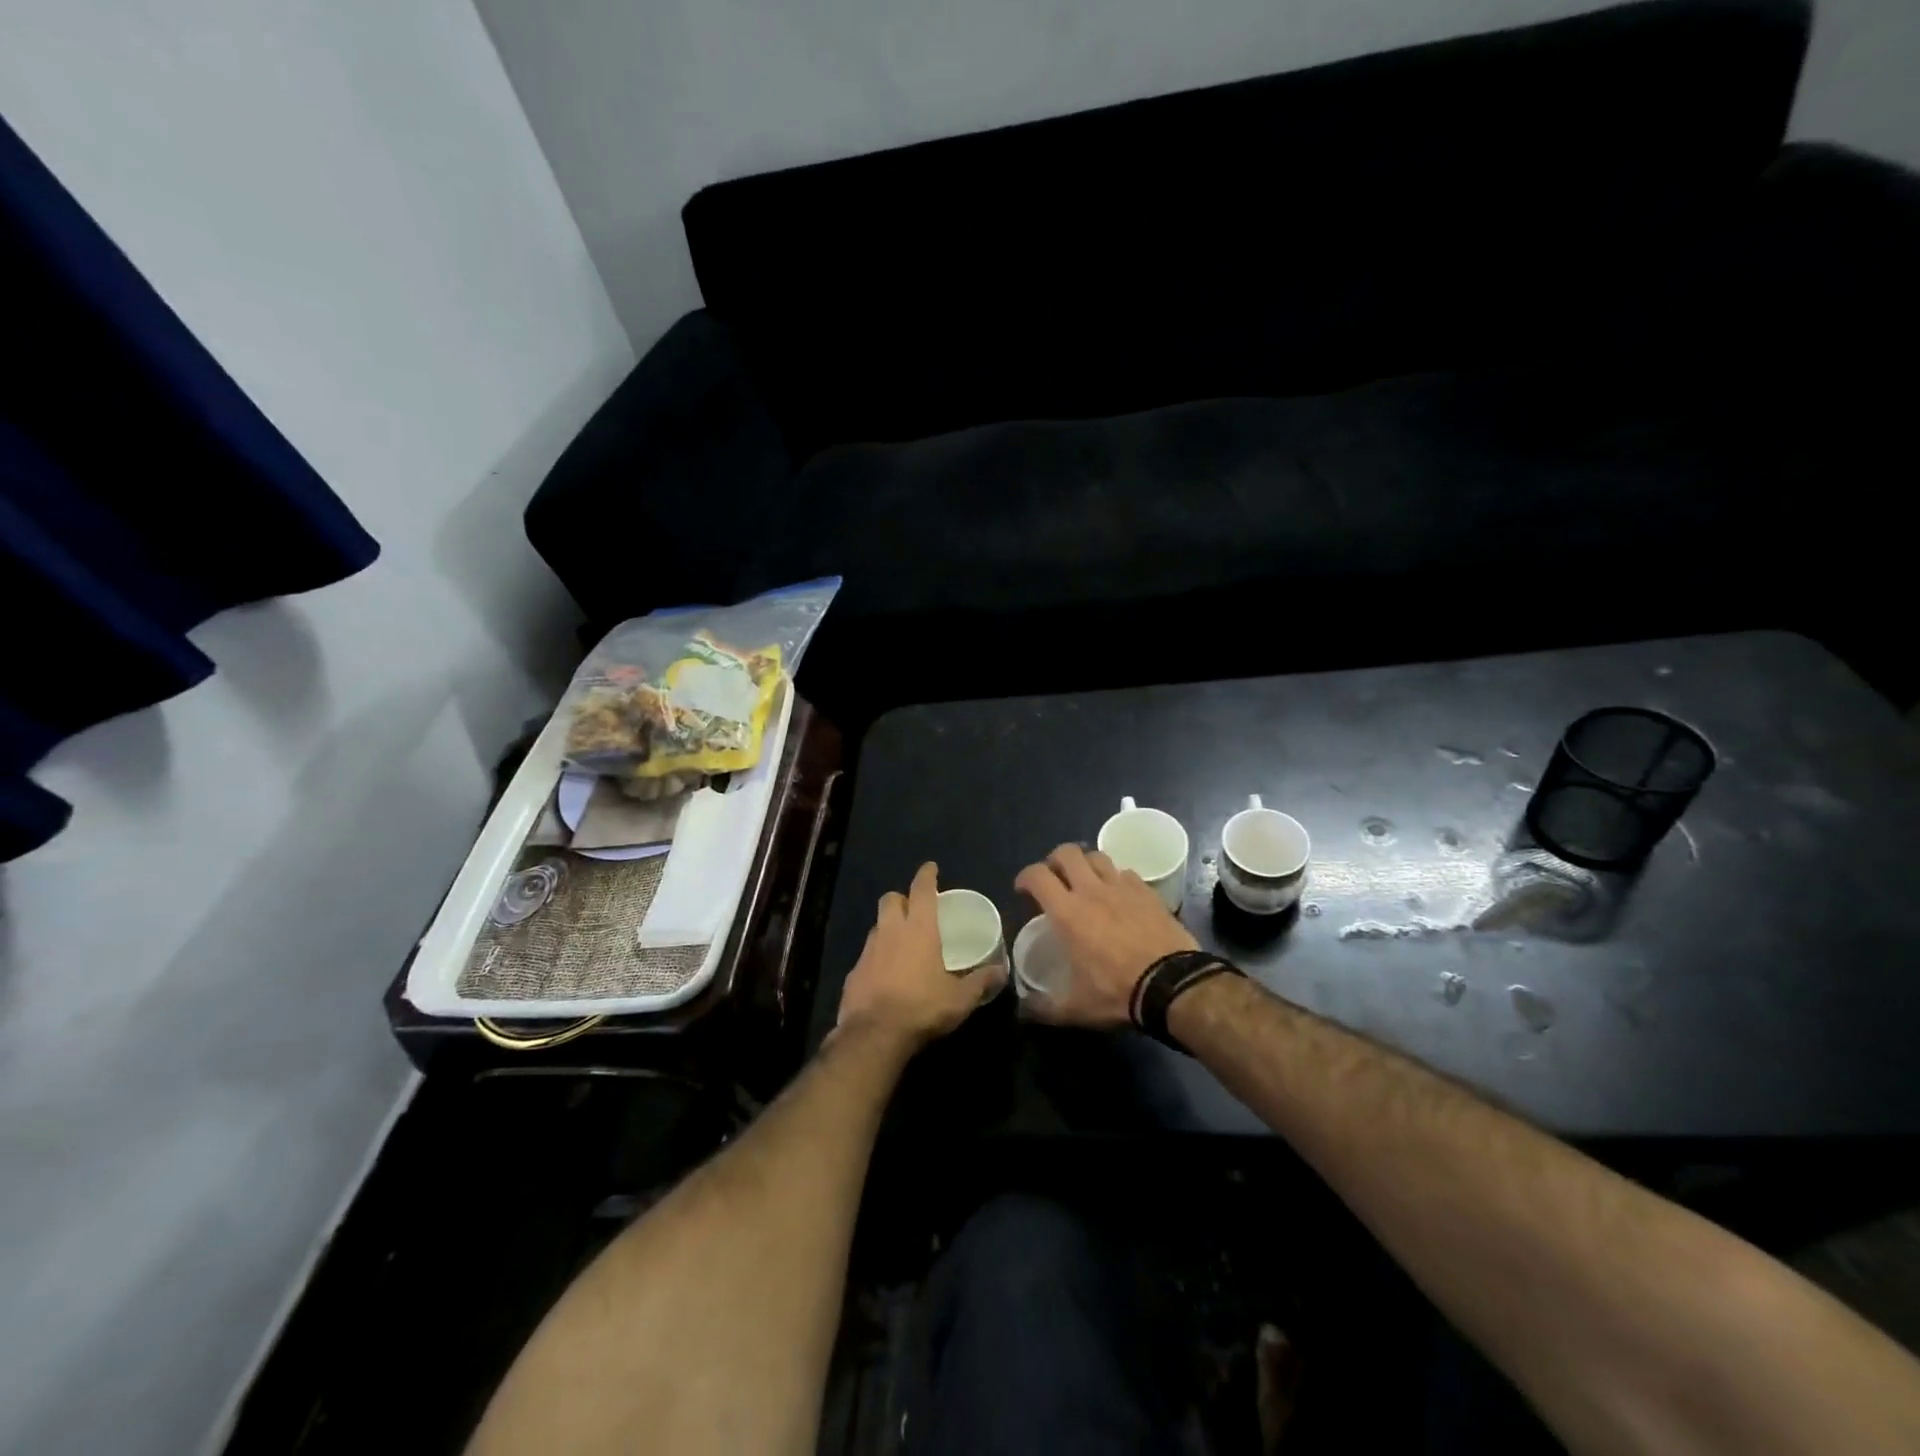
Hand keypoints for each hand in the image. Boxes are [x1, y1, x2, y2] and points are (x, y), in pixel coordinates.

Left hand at [836, 863, 1005, 1047]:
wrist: (874, 1035)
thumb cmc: (922, 1008)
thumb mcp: (960, 998)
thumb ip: (981, 981)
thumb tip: (1001, 971)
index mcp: (918, 929)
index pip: (921, 890)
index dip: (926, 875)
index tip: (931, 868)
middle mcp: (890, 932)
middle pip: (890, 900)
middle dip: (901, 898)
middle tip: (914, 909)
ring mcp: (868, 951)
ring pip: (877, 926)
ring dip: (889, 927)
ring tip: (902, 943)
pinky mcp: (854, 972)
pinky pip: (867, 955)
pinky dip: (877, 957)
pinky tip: (886, 974)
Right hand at [1014, 844, 1197, 1027]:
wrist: (1173, 984)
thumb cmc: (1117, 992)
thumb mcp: (1076, 1008)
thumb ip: (1044, 1008)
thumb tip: (1022, 1011)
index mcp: (1067, 912)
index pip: (1037, 876)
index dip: (1025, 877)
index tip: (1023, 889)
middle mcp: (1092, 891)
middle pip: (1067, 853)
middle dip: (1055, 860)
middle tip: (1054, 878)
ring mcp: (1122, 887)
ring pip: (1098, 856)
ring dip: (1086, 864)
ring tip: (1086, 881)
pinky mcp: (1147, 891)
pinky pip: (1126, 873)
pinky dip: (1116, 878)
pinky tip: (1119, 895)